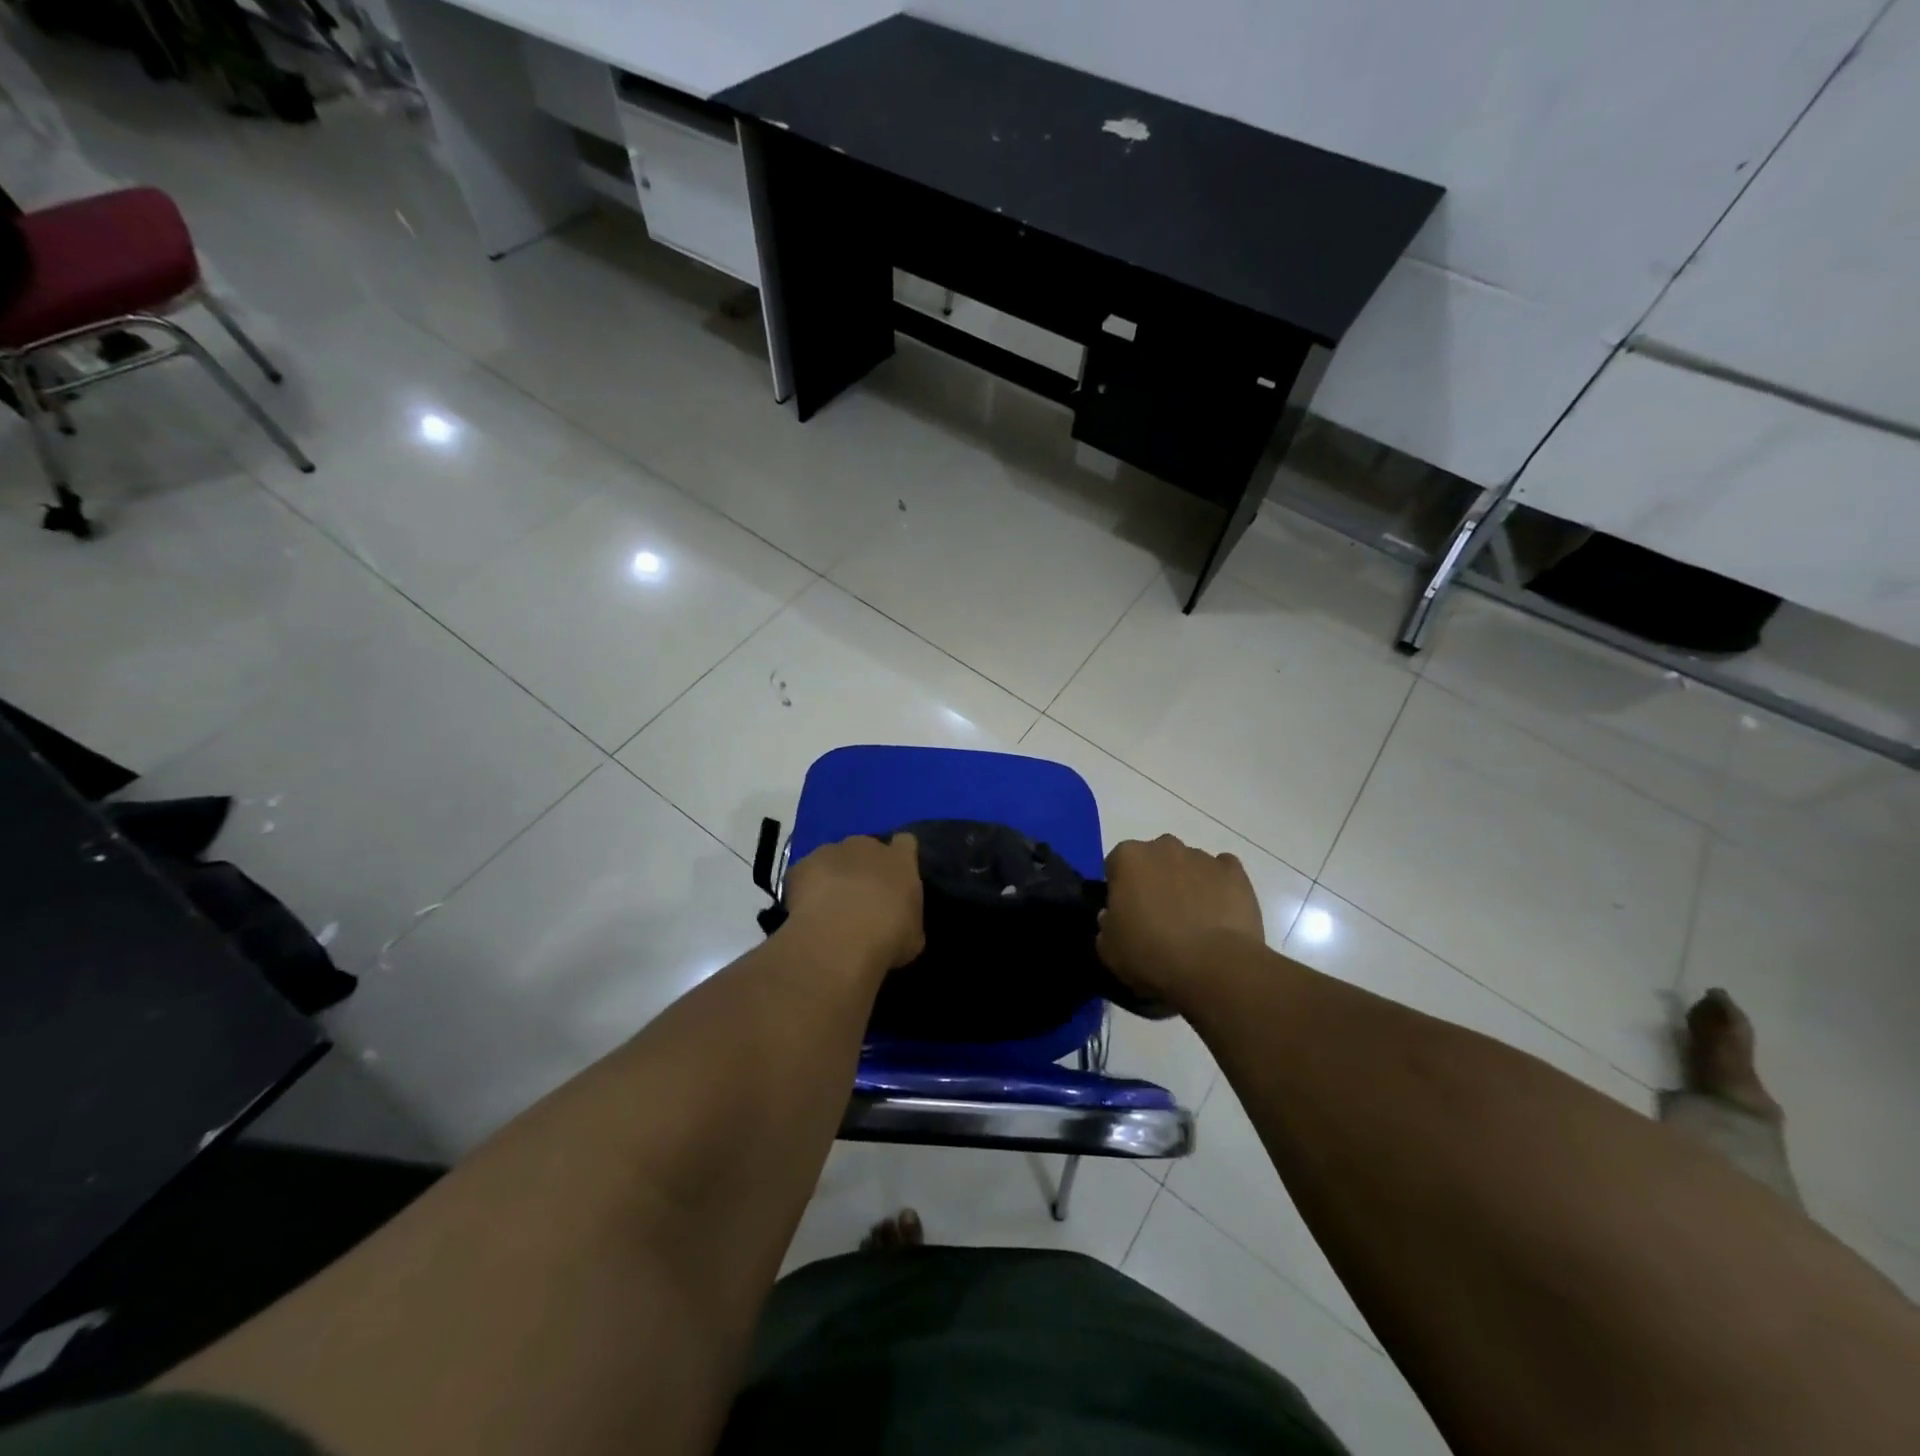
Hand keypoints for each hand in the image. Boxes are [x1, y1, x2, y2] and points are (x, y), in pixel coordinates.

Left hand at [782, 833, 924, 973]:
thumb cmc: (886, 939)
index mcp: (900, 860)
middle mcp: (866, 846)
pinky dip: (805, 888)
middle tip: (861, 897)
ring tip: (829, 907)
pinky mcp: (801, 865)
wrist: (837, 941)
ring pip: (833, 858)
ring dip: (834, 876)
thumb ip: (908, 918)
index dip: (900, 856)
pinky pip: (805, 873)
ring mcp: (831, 851)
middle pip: (866, 847)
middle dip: (864, 866)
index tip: (896, 876)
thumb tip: (902, 920)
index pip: (905, 843)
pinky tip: (805, 912)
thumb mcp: (913, 937)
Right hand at [1098, 835, 1263, 1007]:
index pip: (1116, 864)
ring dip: (1187, 883)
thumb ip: (1106, 925)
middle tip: (1158, 916)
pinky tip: (1219, 914)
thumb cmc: (1151, 955)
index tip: (1126, 913)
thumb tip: (1113, 915)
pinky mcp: (1236, 873)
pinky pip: (1222, 873)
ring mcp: (1203, 857)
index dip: (1120, 889)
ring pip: (1188, 864)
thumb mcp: (1109, 949)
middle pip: (1154, 858)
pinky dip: (1219, 887)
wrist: (1215, 969)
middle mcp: (1164, 847)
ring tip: (1193, 921)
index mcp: (1128, 858)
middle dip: (1155, 879)